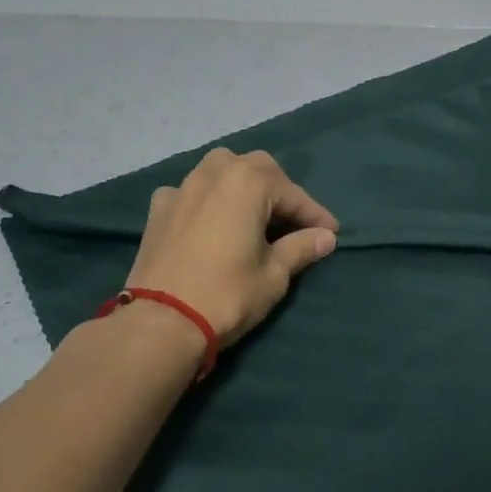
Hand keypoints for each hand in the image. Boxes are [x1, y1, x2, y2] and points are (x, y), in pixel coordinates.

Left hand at [124, 148, 338, 346]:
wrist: (160, 322)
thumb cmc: (227, 294)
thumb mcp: (274, 274)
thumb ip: (301, 248)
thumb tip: (325, 237)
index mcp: (249, 181)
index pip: (293, 194)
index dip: (315, 215)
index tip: (331, 232)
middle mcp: (216, 172)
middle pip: (257, 169)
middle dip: (279, 191)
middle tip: (293, 221)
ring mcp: (183, 187)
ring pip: (221, 170)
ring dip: (241, 185)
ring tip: (252, 213)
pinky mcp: (159, 208)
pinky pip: (190, 192)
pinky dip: (205, 199)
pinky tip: (208, 219)